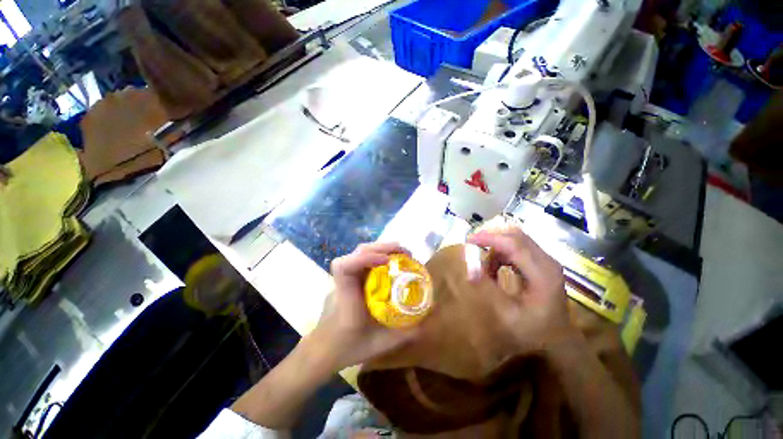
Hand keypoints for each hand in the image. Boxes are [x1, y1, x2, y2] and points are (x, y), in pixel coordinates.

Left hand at [309, 242, 419, 370]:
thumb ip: (406, 332)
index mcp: (346, 297)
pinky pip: (362, 259)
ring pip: (359, 252)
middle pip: (357, 252)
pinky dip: (377, 255)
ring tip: (401, 253)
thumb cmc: (348, 348)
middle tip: (405, 253)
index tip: (387, 261)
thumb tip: (430, 312)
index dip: (364, 258)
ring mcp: (345, 277)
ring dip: (381, 248)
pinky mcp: (349, 277)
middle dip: (381, 248)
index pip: (343, 267)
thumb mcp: (380, 344)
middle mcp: (344, 281)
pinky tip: (390, 262)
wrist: (325, 349)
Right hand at [467, 224, 573, 354]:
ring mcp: (546, 261)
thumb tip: (469, 267)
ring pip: (516, 240)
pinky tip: (496, 270)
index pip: (514, 244)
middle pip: (515, 236)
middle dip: (491, 239)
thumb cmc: (534, 331)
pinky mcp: (542, 263)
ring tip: (485, 268)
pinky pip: (518, 248)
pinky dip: (502, 254)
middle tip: (472, 248)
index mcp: (543, 274)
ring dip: (496, 248)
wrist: (559, 340)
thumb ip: (488, 287)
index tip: (468, 241)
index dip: (489, 238)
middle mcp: (547, 261)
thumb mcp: (507, 313)